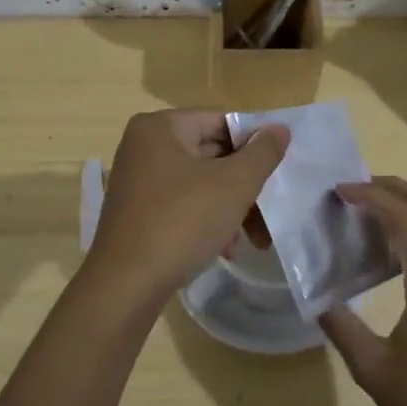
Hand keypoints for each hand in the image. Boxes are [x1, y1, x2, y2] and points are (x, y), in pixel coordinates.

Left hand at [85, 110, 289, 304]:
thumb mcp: (234, 185)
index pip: (221, 121)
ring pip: (199, 183)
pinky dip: (206, 220)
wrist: (126, 284)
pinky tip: (224, 249)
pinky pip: (181, 204)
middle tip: (270, 211)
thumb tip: (279, 128)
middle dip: (244, 186)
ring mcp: (137, 179)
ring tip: (253, 240)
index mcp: (161, 127)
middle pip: (211, 153)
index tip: (278, 171)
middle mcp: (143, 145)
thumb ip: (262, 153)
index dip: (255, 144)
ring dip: (230, 208)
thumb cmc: (182, 222)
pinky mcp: (136, 211)